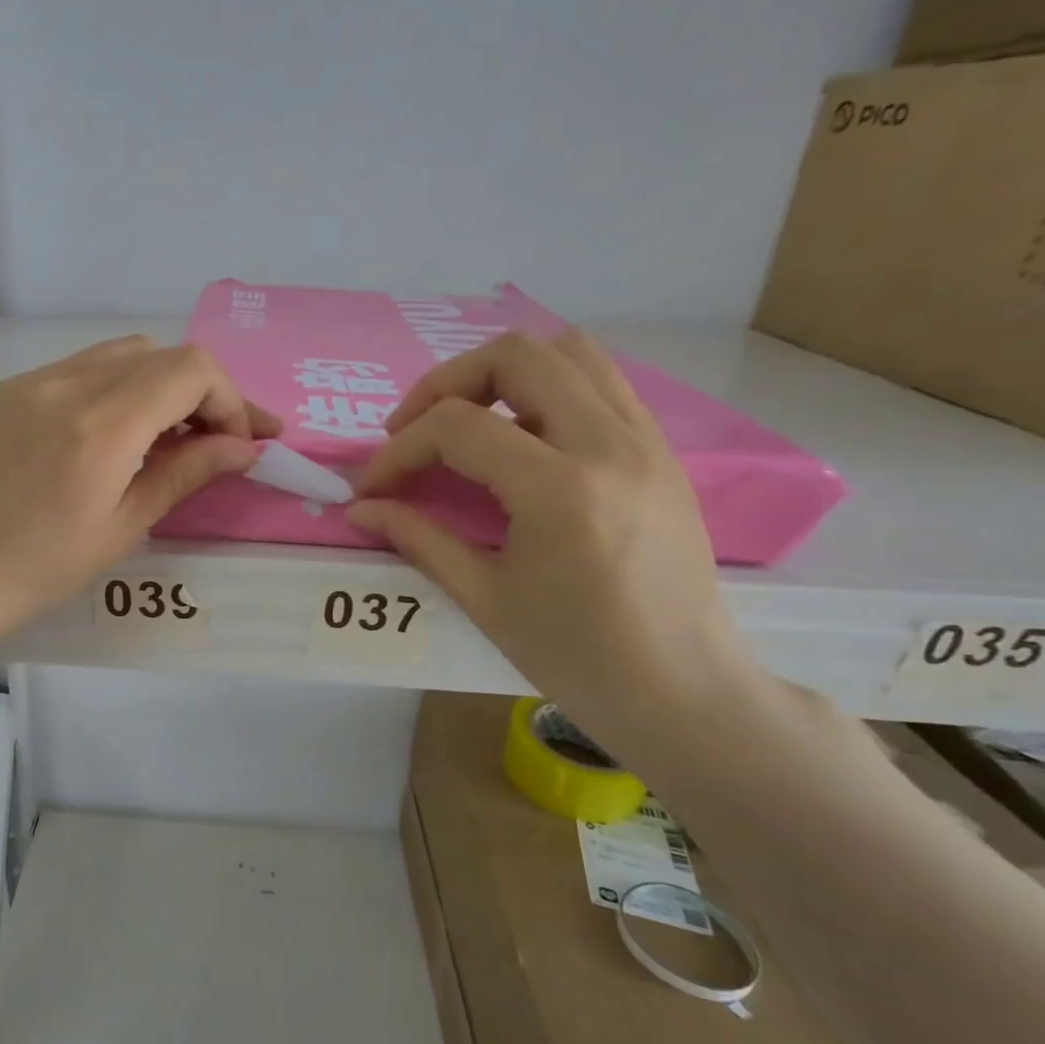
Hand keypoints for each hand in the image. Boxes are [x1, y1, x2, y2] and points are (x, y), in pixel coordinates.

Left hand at [0, 337, 276, 746]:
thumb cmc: (36, 570)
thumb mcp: (121, 528)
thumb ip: (185, 474)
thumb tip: (243, 447)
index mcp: (101, 423)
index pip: (191, 370)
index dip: (230, 400)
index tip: (243, 443)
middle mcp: (66, 383)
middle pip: (160, 354)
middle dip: (201, 391)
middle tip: (215, 441)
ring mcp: (29, 381)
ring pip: (118, 355)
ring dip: (158, 385)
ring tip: (168, 436)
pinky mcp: (5, 392)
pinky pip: (77, 370)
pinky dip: (114, 388)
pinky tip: (110, 434)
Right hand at [347, 330, 761, 744]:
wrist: (684, 692)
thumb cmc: (577, 658)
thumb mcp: (483, 599)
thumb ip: (417, 538)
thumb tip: (361, 510)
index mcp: (561, 490)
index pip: (458, 427)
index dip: (400, 449)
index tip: (374, 487)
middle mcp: (611, 445)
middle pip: (517, 355)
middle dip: (445, 383)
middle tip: (413, 429)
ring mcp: (646, 441)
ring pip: (569, 351)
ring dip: (501, 373)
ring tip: (466, 421)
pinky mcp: (662, 451)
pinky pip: (601, 382)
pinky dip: (546, 388)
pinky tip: (519, 437)